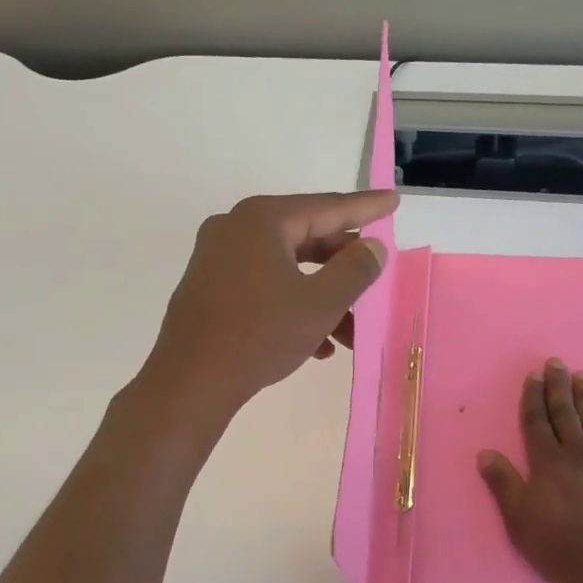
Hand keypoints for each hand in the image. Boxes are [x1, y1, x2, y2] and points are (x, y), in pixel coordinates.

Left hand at [138, 190, 396, 423]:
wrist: (190, 382)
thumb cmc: (260, 334)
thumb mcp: (320, 303)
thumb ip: (355, 269)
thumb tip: (372, 247)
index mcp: (262, 219)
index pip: (326, 207)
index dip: (365, 207)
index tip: (393, 200)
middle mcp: (235, 228)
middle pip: (305, 237)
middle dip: (343, 268)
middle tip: (374, 279)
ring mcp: (216, 258)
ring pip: (285, 268)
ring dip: (321, 296)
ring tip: (350, 334)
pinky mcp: (208, 287)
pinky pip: (261, 286)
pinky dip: (291, 306)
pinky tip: (317, 346)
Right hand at [478, 359, 582, 582]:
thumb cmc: (559, 547)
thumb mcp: (519, 519)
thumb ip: (503, 483)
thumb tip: (485, 453)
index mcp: (547, 463)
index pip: (537, 422)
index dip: (533, 398)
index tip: (534, 376)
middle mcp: (577, 454)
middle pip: (565, 414)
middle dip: (559, 387)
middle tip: (557, 363)